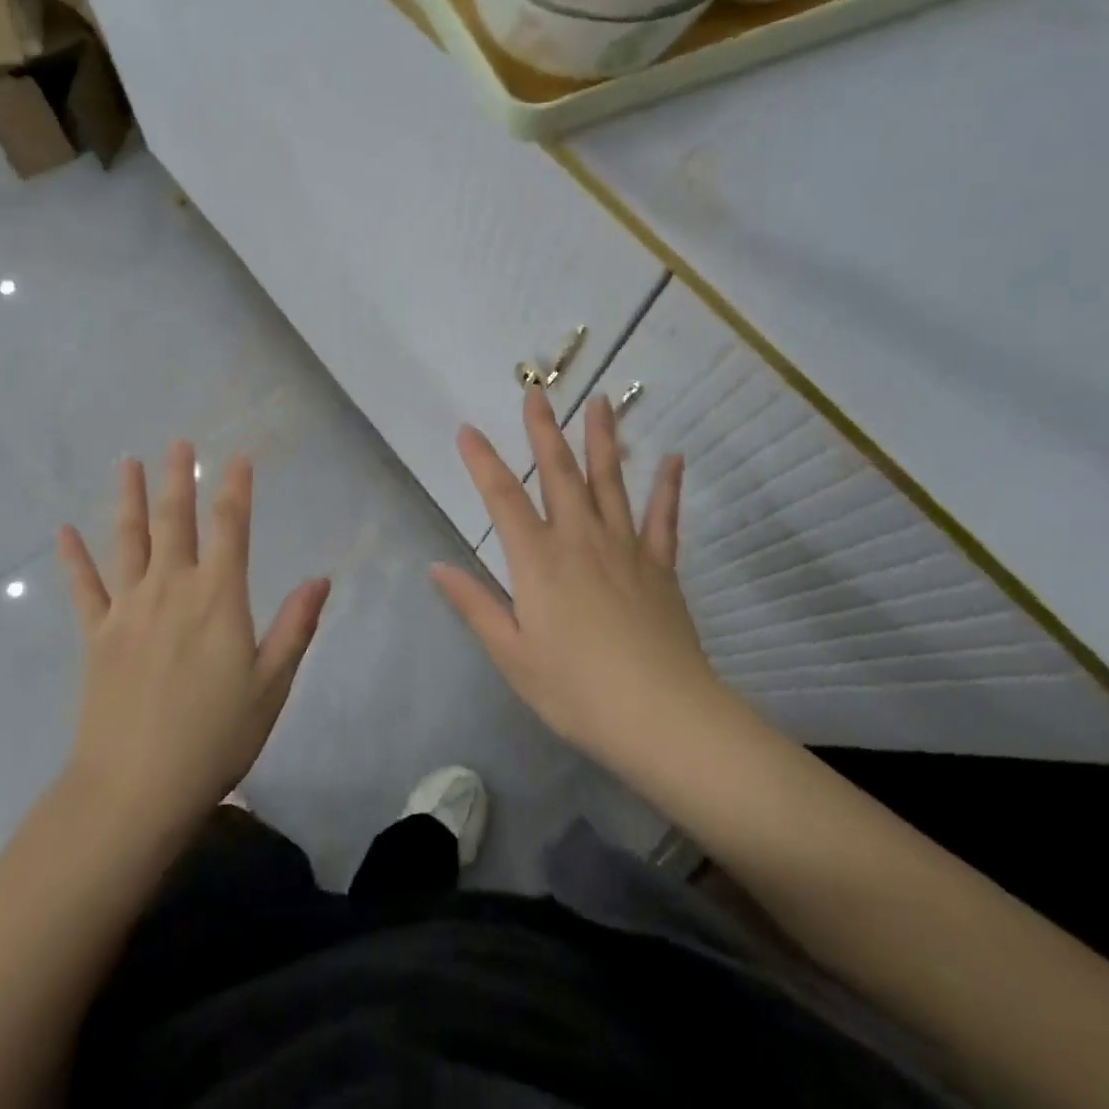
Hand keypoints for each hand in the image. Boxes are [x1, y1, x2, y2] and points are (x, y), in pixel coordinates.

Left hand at [56, 443, 329, 840]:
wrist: (134, 789)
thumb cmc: (214, 737)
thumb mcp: (271, 686)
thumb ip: (295, 627)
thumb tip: (320, 578)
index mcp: (218, 598)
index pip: (230, 528)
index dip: (235, 489)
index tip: (238, 458)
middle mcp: (171, 589)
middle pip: (175, 521)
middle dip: (179, 479)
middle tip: (178, 443)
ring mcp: (128, 609)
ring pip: (128, 541)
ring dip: (129, 500)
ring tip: (127, 463)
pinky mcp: (96, 635)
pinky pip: (84, 588)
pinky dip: (73, 559)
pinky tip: (63, 532)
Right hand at [431, 388, 714, 773]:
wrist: (661, 716)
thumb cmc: (576, 690)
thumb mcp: (512, 655)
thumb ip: (475, 606)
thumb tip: (435, 567)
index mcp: (538, 561)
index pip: (502, 498)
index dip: (482, 461)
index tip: (467, 429)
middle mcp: (579, 540)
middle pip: (559, 474)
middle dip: (543, 431)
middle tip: (536, 393)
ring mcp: (625, 548)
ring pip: (611, 482)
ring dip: (602, 440)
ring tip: (599, 401)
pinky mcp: (660, 566)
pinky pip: (664, 518)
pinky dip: (668, 487)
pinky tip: (673, 459)